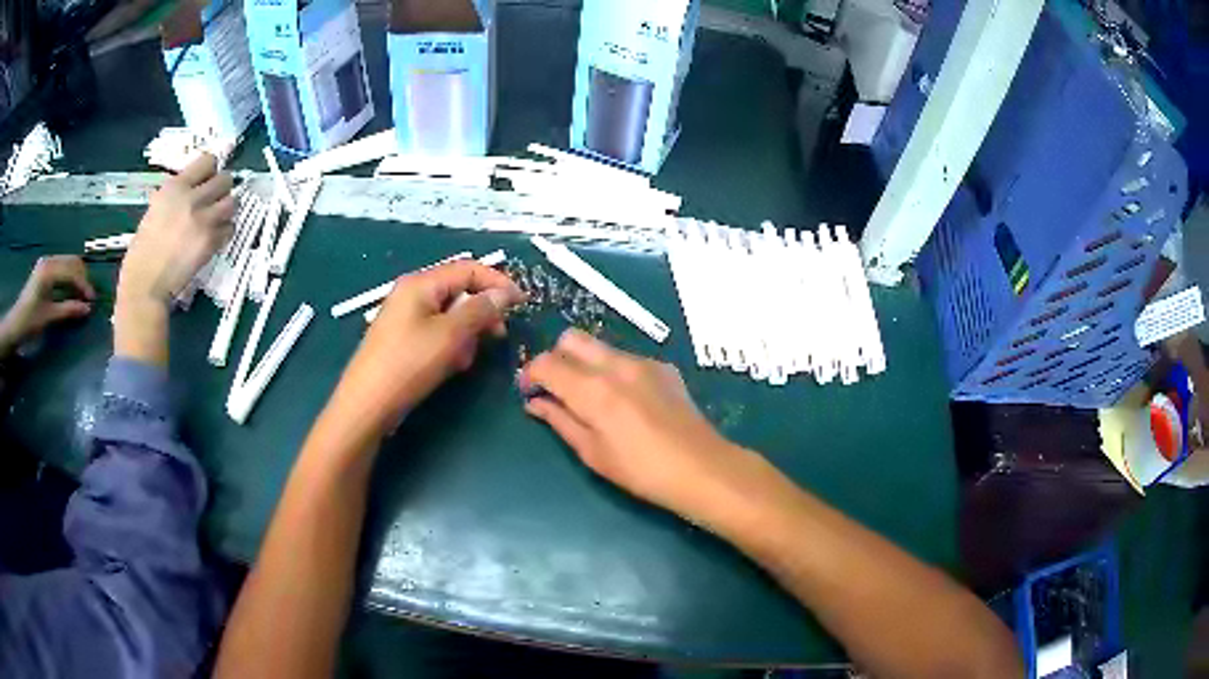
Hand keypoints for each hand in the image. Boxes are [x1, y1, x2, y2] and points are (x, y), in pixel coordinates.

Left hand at [0, 256, 95, 356]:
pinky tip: (71, 290)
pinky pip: (61, 267)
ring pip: (67, 263)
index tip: (92, 301)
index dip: (83, 285)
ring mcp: (46, 263)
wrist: (15, 324)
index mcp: (49, 270)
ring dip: (76, 277)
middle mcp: (49, 261)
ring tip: (81, 295)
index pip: (72, 271)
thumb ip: (67, 310)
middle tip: (89, 297)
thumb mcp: (48, 317)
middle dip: (82, 278)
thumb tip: (86, 309)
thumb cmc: (30, 322)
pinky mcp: (44, 269)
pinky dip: (68, 277)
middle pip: (71, 262)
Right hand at [118, 153, 234, 306]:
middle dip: (222, 189)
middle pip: (225, 179)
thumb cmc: (143, 250)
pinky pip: (230, 228)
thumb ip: (176, 195)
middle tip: (215, 201)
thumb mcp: (155, 209)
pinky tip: (215, 238)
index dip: (210, 170)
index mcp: (175, 187)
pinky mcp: (210, 241)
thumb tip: (192, 189)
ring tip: (217, 219)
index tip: (207, 180)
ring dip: (227, 210)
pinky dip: (225, 232)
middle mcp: (191, 198)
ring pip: (232, 202)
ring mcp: (203, 219)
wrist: (145, 283)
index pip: (208, 160)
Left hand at [326, 260, 525, 439]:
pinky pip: (436, 332)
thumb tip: (505, 294)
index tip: (522, 303)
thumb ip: (480, 310)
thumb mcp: (450, 336)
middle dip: (480, 312)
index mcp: (421, 283)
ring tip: (465, 359)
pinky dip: (449, 345)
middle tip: (497, 336)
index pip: (468, 269)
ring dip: (465, 333)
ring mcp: (405, 317)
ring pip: (449, 315)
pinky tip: (450, 366)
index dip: (497, 283)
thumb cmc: (408, 364)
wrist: (367, 405)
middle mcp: (412, 293)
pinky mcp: (403, 340)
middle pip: (459, 291)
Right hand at [520, 329, 760, 521]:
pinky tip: (625, 400)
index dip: (530, 375)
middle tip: (557, 389)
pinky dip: (612, 370)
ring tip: (591, 397)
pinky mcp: (663, 367)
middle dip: (556, 358)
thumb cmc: (641, 471)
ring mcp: (643, 362)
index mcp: (593, 389)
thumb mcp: (592, 453)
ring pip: (599, 346)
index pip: (547, 363)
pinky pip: (626, 357)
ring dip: (584, 363)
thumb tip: (535, 403)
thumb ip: (560, 421)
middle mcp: (616, 365)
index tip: (529, 394)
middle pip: (570, 339)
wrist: (702, 468)